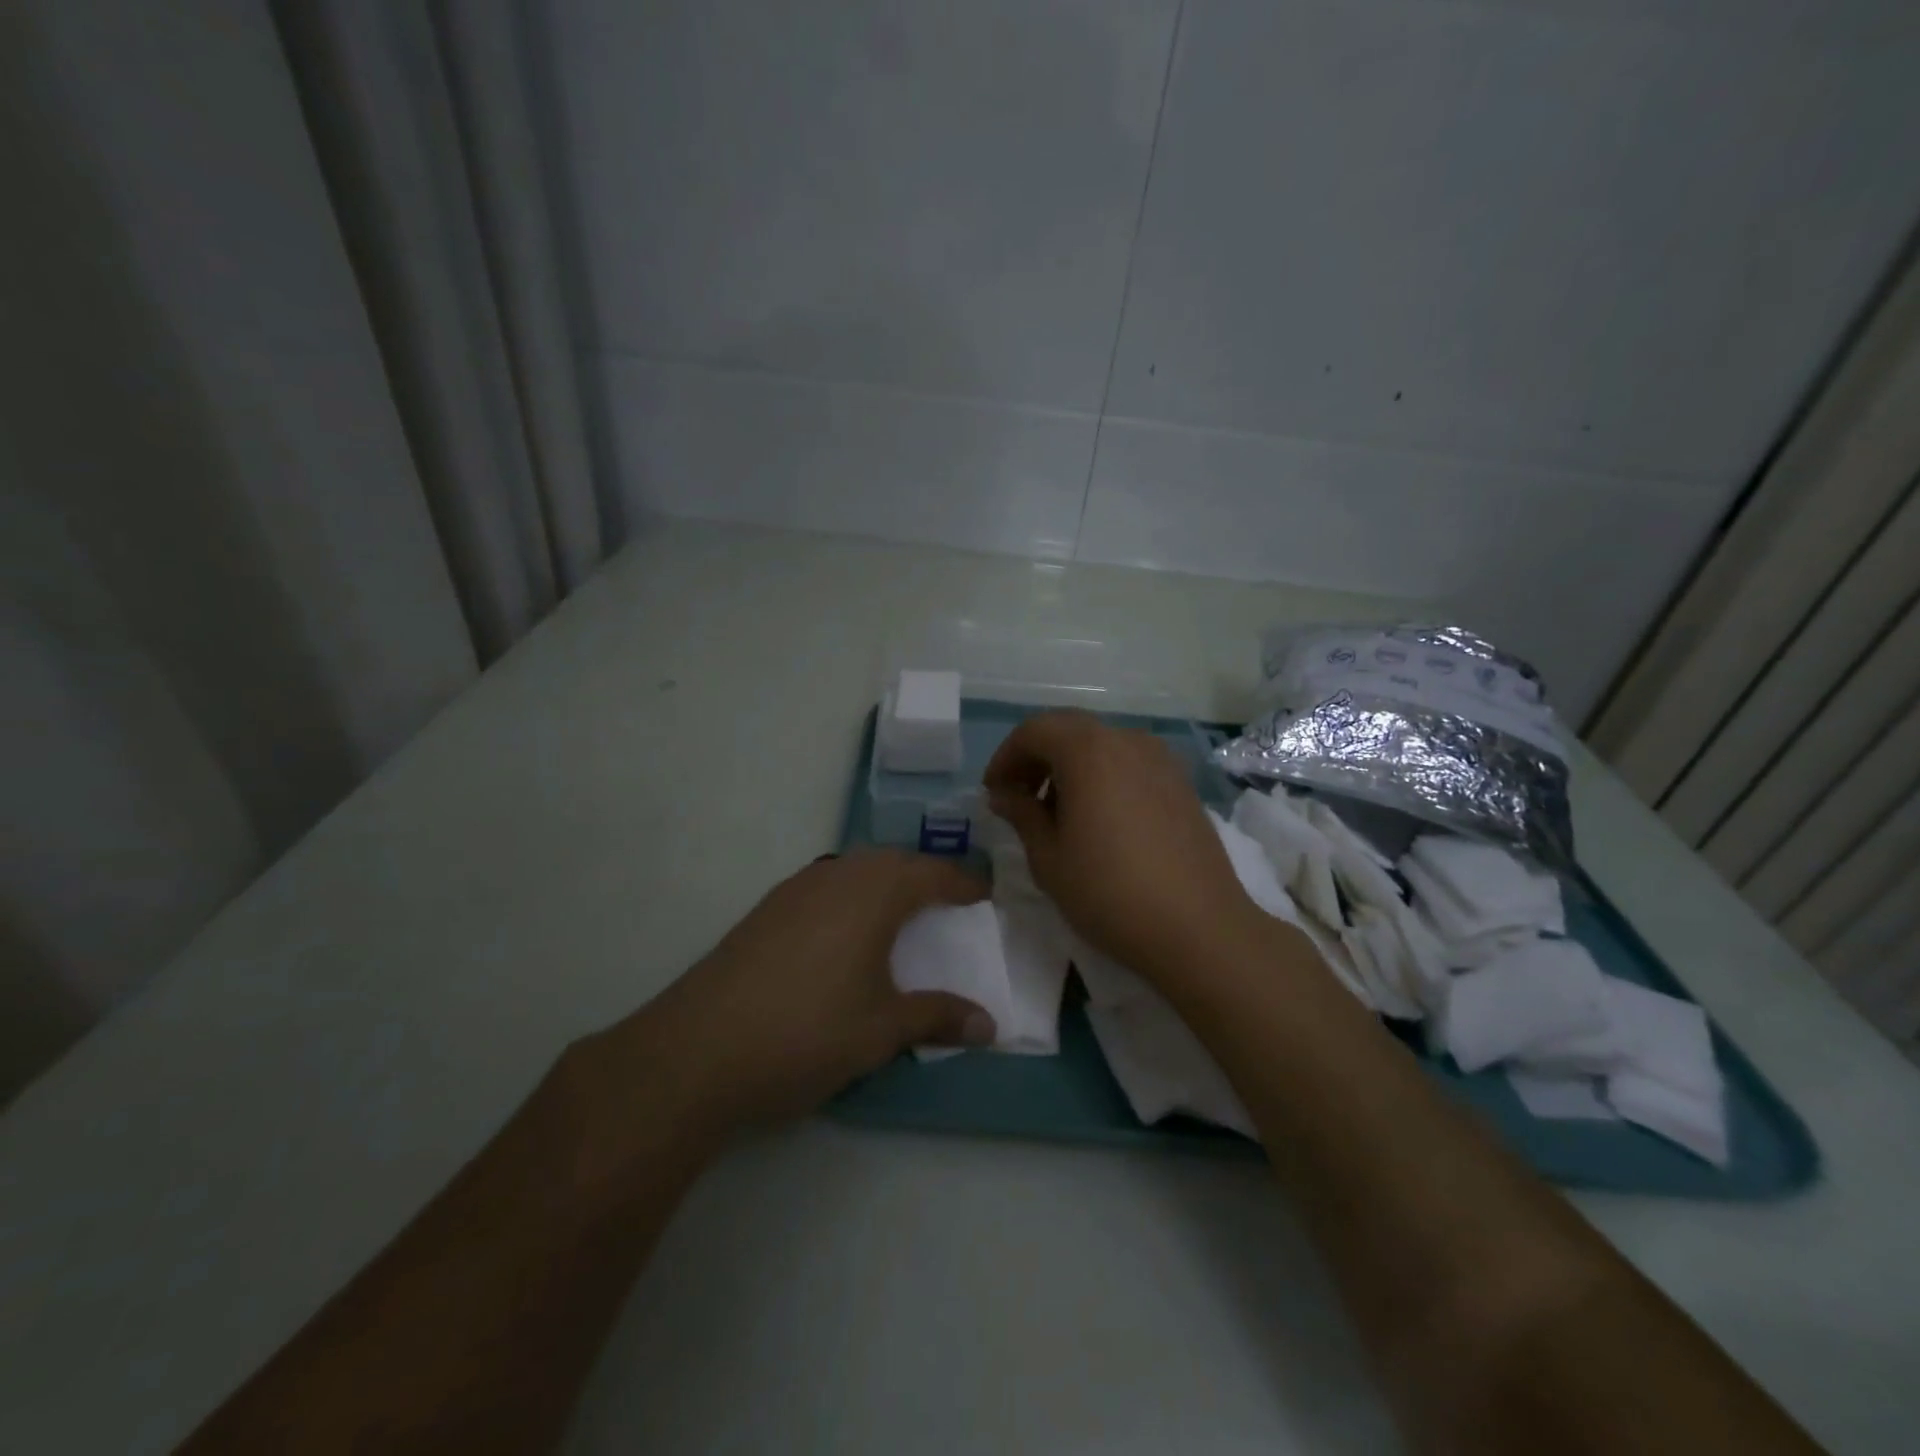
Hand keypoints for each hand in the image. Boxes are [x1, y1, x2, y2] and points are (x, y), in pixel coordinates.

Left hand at [595, 851, 994, 1139]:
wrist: (699, 1049)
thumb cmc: (807, 1032)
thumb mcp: (881, 1030)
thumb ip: (938, 1017)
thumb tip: (990, 1024)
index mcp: (874, 893)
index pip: (932, 874)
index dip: (963, 883)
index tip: (985, 894)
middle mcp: (837, 876)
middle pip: (892, 861)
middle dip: (924, 875)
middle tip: (947, 900)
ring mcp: (796, 889)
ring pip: (854, 868)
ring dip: (884, 881)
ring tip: (901, 912)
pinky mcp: (766, 909)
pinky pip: (825, 884)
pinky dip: (850, 894)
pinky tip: (844, 930)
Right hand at [985, 711, 1262, 983]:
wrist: (1199, 928)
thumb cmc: (1110, 893)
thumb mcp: (1049, 858)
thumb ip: (1022, 815)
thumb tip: (1004, 795)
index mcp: (1089, 751)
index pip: (1034, 730)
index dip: (1006, 757)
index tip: (994, 793)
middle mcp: (1127, 741)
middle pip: (1069, 731)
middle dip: (1037, 758)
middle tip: (1019, 799)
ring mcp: (1161, 760)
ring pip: (1101, 746)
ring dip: (1070, 767)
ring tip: (1057, 813)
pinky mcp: (1181, 783)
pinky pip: (1129, 763)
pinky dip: (1103, 776)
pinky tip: (1099, 819)